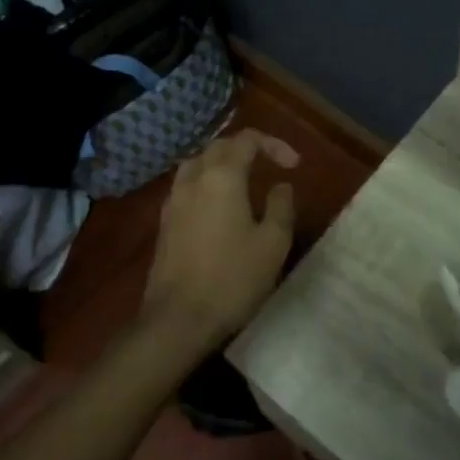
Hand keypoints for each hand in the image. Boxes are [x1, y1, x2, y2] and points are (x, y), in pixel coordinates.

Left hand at [143, 128, 298, 354]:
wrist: (177, 320)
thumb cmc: (232, 278)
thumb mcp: (273, 243)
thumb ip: (281, 206)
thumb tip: (281, 186)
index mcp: (222, 177)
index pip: (247, 140)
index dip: (274, 145)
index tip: (294, 166)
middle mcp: (194, 179)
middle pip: (219, 146)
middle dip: (247, 148)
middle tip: (271, 165)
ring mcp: (174, 201)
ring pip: (198, 163)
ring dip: (223, 163)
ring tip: (244, 180)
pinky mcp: (164, 223)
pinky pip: (187, 186)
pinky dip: (206, 182)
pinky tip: (218, 205)